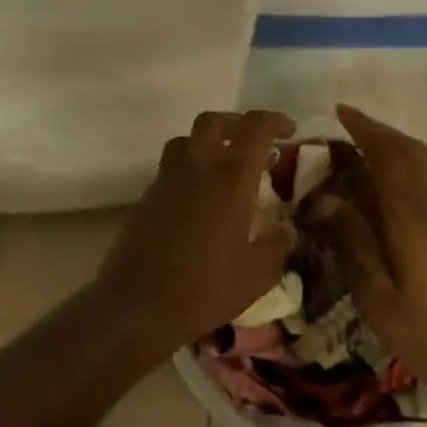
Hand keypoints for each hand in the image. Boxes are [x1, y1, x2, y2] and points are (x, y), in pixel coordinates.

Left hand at [90, 109, 297, 357]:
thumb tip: (286, 229)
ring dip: (209, 141)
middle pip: (214, 122)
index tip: (290, 131)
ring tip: (224, 164)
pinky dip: (190, 168)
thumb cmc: (205, 288)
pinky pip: (171, 167)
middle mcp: (197, 168)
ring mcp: (166, 180)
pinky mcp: (146, 198)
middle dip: (238, 123)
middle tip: (255, 140)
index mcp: (231, 178)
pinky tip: (201, 198)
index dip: (275, 121)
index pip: (255, 128)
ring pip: (187, 140)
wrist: (136, 305)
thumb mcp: (257, 274)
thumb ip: (277, 245)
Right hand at [313, 105, 426, 402]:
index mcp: (415, 220)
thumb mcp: (378, 299)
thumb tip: (327, 200)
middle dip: (380, 132)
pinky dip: (415, 165)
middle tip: (349, 126)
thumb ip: (354, 244)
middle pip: (412, 152)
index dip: (365, 130)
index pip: (389, 158)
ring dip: (400, 147)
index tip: (341, 112)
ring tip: (370, 149)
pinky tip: (399, 185)